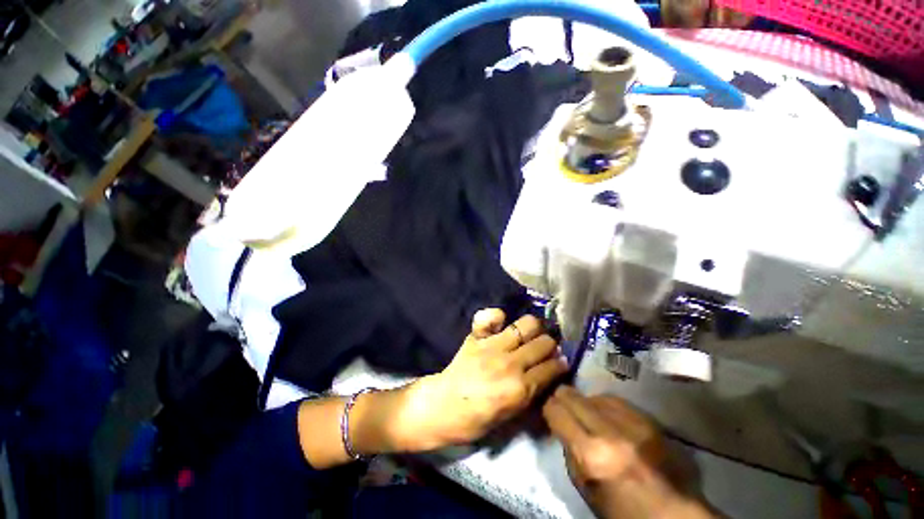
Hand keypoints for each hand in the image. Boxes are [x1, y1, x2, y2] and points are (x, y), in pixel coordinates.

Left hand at [397, 309, 567, 450]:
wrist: (443, 406)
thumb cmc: (476, 419)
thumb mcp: (511, 417)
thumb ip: (531, 394)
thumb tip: (548, 375)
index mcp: (520, 388)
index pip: (552, 368)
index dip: (560, 365)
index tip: (561, 363)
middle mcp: (510, 363)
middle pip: (544, 343)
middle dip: (550, 345)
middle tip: (546, 349)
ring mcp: (492, 345)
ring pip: (526, 324)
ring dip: (533, 328)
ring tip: (530, 334)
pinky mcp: (477, 336)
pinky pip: (490, 316)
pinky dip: (498, 316)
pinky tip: (501, 323)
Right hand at [542, 387, 712, 518]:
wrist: (675, 515)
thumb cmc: (622, 510)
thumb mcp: (585, 487)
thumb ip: (570, 450)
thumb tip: (561, 423)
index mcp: (591, 455)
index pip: (556, 410)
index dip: (549, 409)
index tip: (550, 413)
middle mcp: (610, 432)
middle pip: (572, 395)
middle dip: (563, 400)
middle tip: (564, 408)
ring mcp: (633, 423)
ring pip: (593, 394)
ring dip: (587, 403)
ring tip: (590, 416)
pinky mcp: (650, 420)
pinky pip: (616, 401)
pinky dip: (607, 406)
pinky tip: (609, 418)